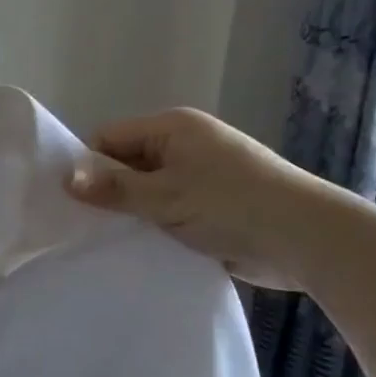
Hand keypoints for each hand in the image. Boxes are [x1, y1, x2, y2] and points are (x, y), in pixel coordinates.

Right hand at [65, 108, 337, 288]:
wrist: (310, 240)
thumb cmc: (232, 205)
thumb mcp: (163, 196)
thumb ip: (113, 188)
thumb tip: (66, 179)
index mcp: (173, 128)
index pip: (109, 138)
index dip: (87, 165)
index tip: (70, 200)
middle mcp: (185, 145)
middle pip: (127, 164)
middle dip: (108, 193)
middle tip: (83, 225)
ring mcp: (201, 177)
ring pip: (147, 192)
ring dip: (132, 214)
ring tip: (107, 240)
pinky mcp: (213, 207)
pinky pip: (169, 212)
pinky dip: (155, 227)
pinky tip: (137, 248)